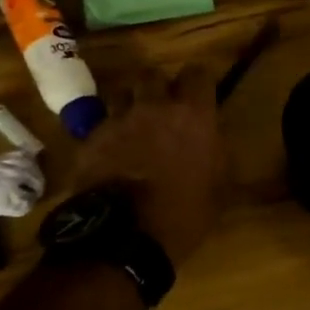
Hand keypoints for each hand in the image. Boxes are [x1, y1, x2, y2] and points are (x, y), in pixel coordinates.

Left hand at [68, 66, 224, 262]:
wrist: (123, 237)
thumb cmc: (183, 214)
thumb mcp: (219, 188)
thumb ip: (218, 154)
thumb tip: (214, 141)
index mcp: (193, 114)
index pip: (198, 73)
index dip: (199, 81)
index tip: (200, 94)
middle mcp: (154, 107)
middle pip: (152, 75)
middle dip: (158, 87)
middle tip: (164, 107)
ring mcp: (118, 120)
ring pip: (122, 94)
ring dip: (130, 104)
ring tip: (134, 125)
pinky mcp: (90, 139)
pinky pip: (102, 123)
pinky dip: (109, 132)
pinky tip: (112, 152)